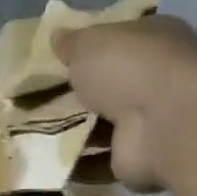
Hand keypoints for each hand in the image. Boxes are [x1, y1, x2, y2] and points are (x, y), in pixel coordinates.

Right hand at [53, 15, 196, 190]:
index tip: (57, 57)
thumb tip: (57, 36)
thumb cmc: (129, 68)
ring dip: (75, 127)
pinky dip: (78, 159)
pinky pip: (100, 157)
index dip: (90, 46)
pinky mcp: (140, 154)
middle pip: (111, 82)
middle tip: (39, 94)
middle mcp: (159, 76)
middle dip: (79, 90)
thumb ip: (71, 42)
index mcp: (156, 37)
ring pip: (104, 121)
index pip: (120, 38)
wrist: (161, 124)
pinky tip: (49, 155)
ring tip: (35, 126)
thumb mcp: (89, 43)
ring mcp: (152, 118)